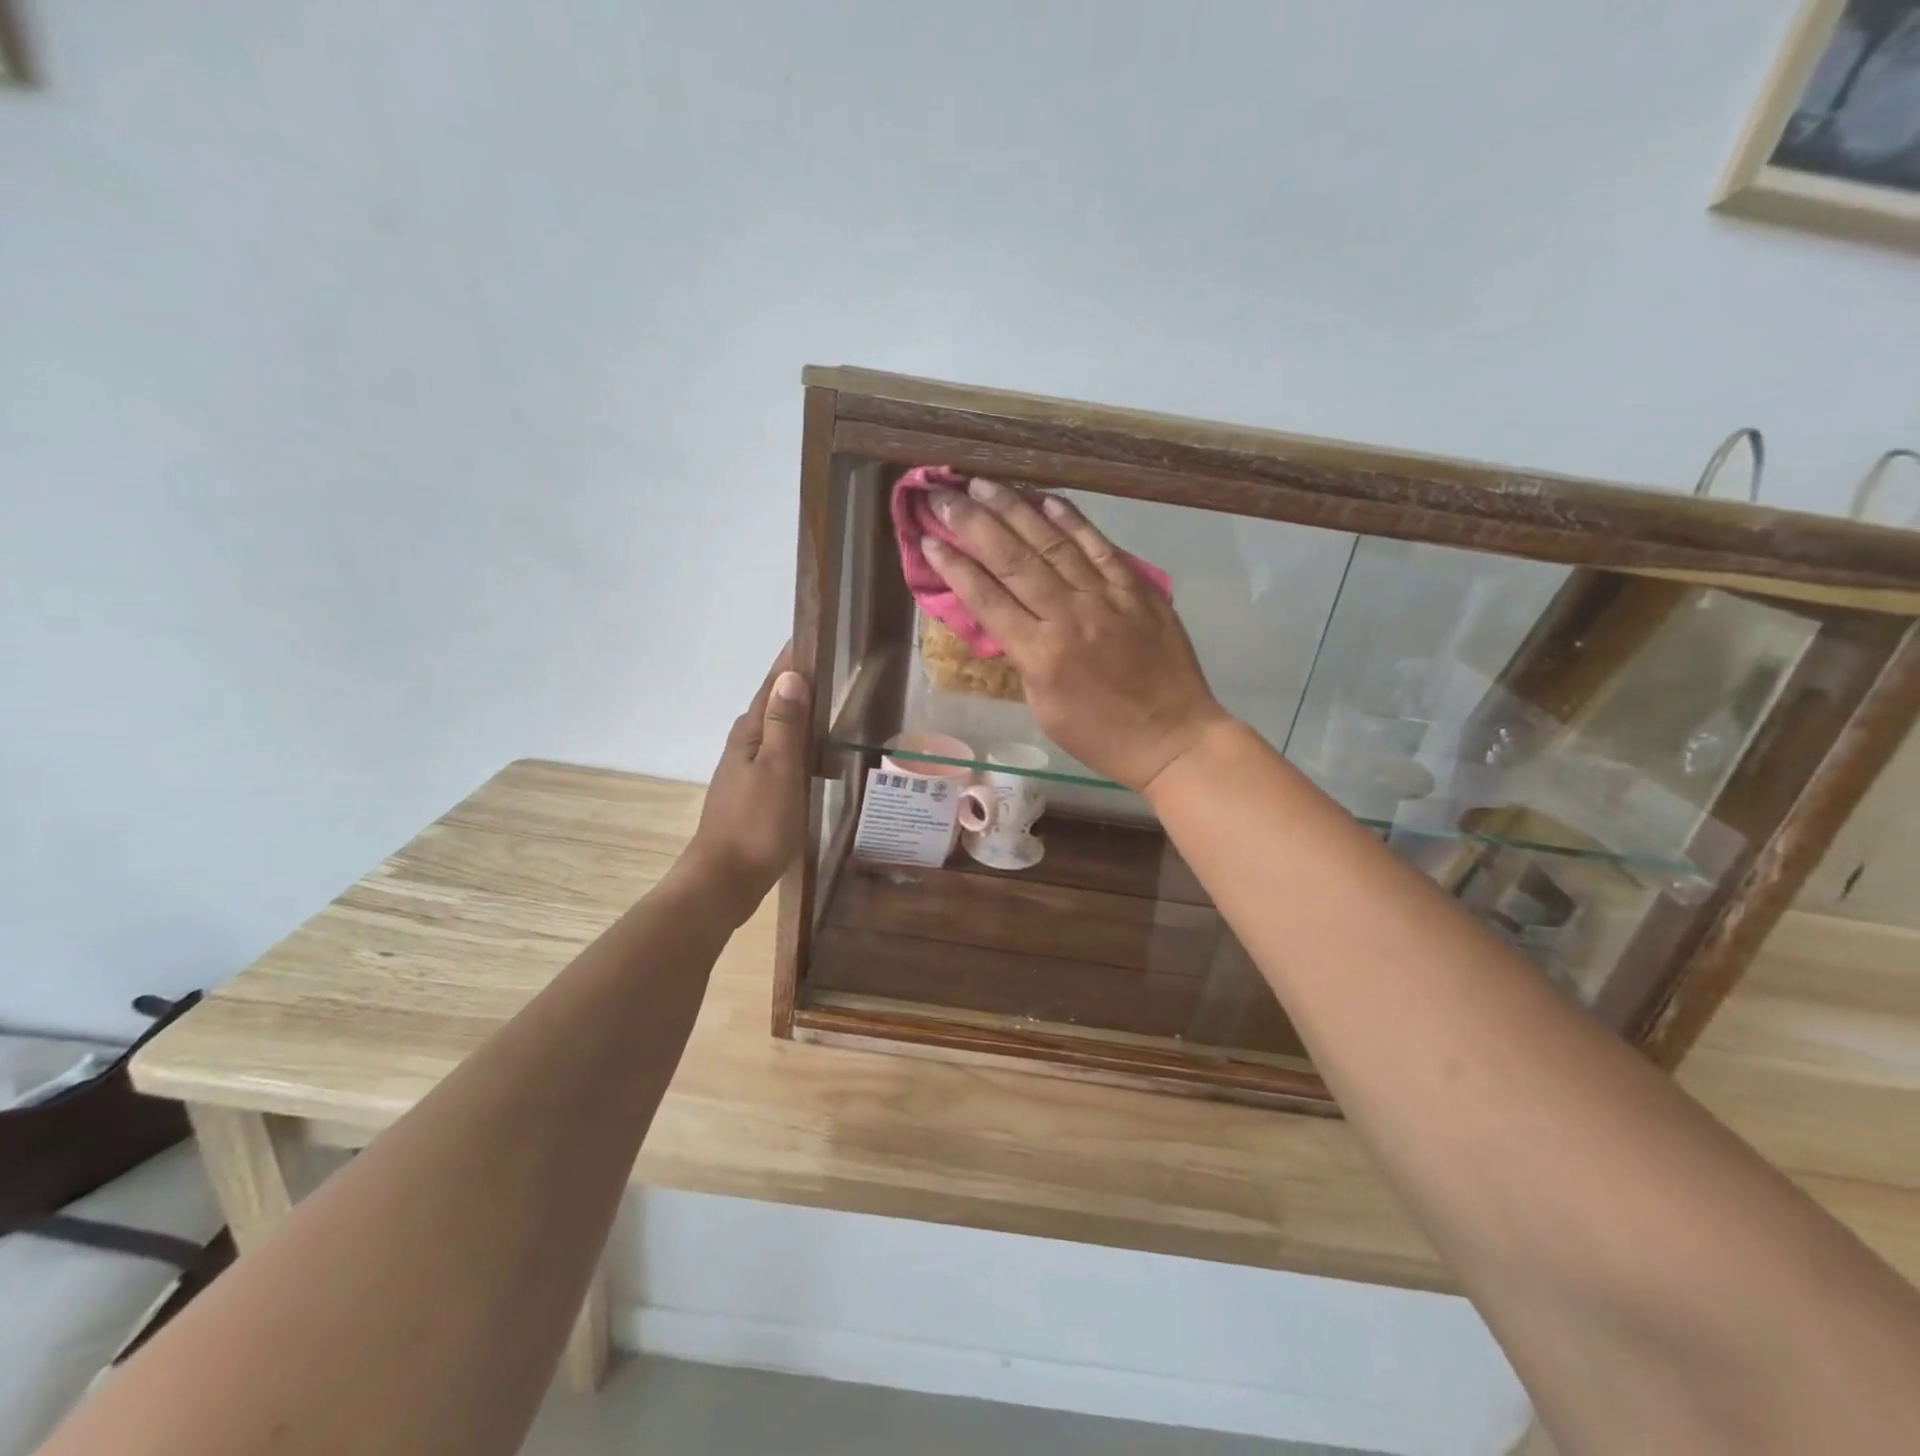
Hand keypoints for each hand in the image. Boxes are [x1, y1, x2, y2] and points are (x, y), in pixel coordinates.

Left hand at [683, 647, 810, 916]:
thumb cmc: (756, 824)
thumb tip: (791, 675)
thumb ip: (785, 724)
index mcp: (749, 733)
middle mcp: (744, 745)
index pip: (773, 684)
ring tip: (834, 705)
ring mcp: (747, 770)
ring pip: (778, 731)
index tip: (814, 634)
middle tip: (835, 665)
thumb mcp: (778, 770)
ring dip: (801, 714)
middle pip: (774, 704)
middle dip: (799, 682)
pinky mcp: (755, 793)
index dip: (792, 660)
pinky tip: (818, 756)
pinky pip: (781, 755)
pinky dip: (800, 745)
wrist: (725, 880)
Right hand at [922, 480, 1230, 792]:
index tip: (927, 539)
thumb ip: (1022, 657)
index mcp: (1040, 655)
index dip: (953, 567)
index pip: (986, 599)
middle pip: (1013, 560)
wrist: (1172, 738)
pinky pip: (1100, 547)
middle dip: (973, 523)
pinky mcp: (1138, 589)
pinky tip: (1047, 499)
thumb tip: (1003, 618)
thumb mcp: (1043, 706)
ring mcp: (1106, 598)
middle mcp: (1069, 616)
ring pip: (1053, 544)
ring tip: (983, 484)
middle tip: (943, 495)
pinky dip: (1072, 521)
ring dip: (1015, 510)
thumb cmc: (1099, 735)